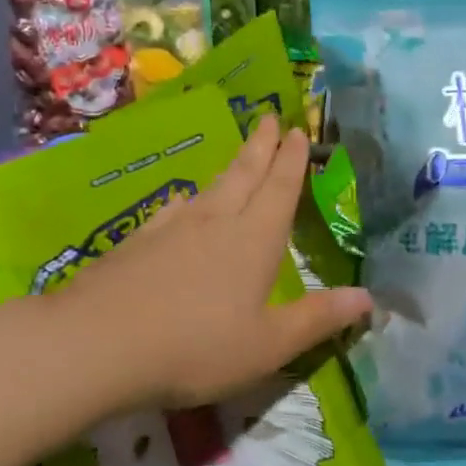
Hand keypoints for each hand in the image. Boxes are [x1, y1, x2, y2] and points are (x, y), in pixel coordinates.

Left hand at [53, 114, 371, 410]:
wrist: (97, 344)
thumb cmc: (197, 347)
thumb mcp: (268, 345)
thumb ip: (317, 319)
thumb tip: (368, 297)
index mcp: (253, 240)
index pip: (279, 189)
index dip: (292, 161)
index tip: (298, 130)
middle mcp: (215, 222)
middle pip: (243, 175)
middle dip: (262, 147)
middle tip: (271, 118)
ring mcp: (171, 229)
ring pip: (209, 189)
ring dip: (229, 169)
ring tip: (238, 158)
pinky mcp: (137, 243)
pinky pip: (174, 210)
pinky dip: (189, 200)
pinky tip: (183, 204)